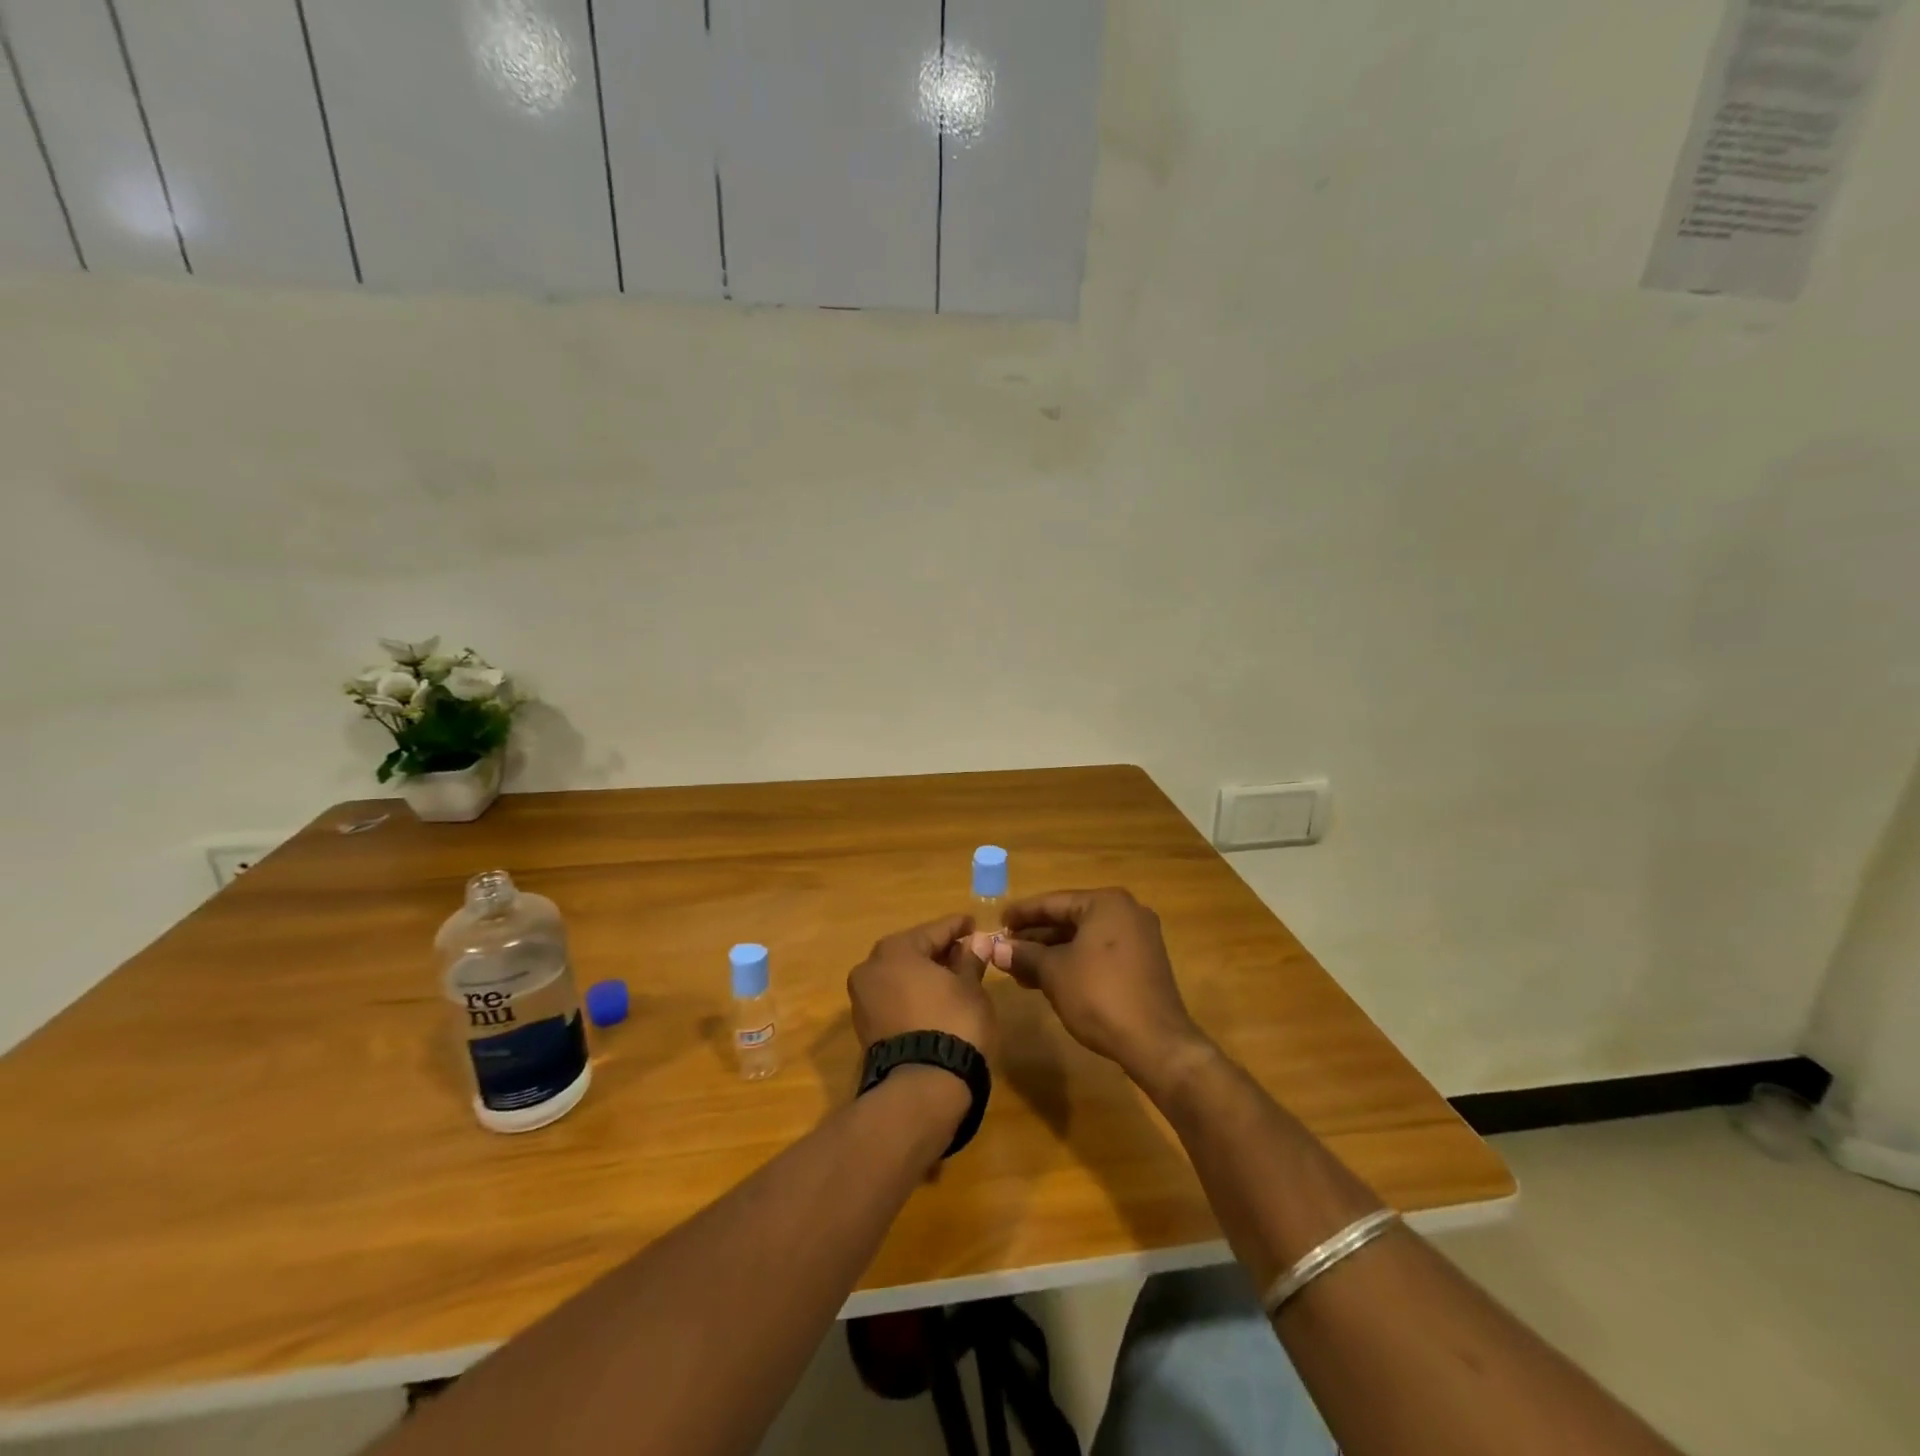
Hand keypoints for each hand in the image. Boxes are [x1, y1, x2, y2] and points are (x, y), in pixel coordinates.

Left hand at [847, 914, 995, 1062]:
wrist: (922, 1086)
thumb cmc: (952, 1023)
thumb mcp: (970, 988)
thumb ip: (971, 960)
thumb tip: (977, 943)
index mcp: (895, 949)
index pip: (934, 930)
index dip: (958, 927)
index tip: (973, 924)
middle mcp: (871, 967)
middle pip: (913, 950)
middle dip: (939, 950)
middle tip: (966, 951)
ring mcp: (862, 998)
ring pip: (900, 974)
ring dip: (925, 973)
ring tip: (954, 976)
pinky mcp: (865, 1026)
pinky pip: (893, 997)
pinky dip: (912, 993)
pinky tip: (935, 998)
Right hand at [974, 888, 1211, 1094]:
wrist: (1156, 1042)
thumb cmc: (1100, 995)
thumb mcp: (1054, 972)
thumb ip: (1024, 955)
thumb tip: (995, 949)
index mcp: (1106, 903)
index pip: (1053, 902)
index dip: (1022, 914)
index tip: (998, 923)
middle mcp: (1126, 912)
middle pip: (1070, 919)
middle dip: (1036, 937)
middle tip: (1005, 950)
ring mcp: (1139, 938)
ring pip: (1084, 939)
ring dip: (1052, 953)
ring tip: (1020, 970)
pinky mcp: (1144, 963)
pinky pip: (1100, 953)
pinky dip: (1074, 962)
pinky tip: (1049, 979)